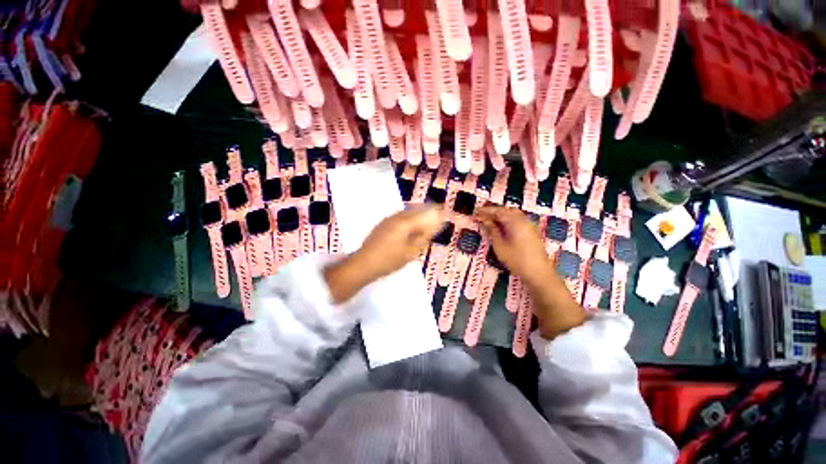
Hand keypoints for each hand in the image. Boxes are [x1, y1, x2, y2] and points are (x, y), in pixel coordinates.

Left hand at [355, 205, 444, 279]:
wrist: (364, 264)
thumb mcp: (410, 253)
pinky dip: (408, 217)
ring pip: (406, 212)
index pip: (423, 214)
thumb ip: (422, 239)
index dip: (434, 212)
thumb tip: (431, 230)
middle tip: (436, 213)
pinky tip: (410, 224)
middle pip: (414, 210)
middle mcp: (395, 217)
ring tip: (425, 218)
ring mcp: (387, 220)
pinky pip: (399, 216)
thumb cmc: (389, 260)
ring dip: (417, 213)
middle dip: (426, 210)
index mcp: (404, 223)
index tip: (443, 211)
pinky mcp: (382, 224)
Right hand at [475, 206, 553, 284]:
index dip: (485, 211)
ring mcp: (529, 225)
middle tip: (481, 215)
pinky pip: (518, 219)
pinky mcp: (531, 231)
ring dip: (501, 215)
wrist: (539, 273)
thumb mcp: (500, 246)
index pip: (497, 211)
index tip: (475, 212)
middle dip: (493, 211)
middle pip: (506, 210)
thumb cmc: (516, 260)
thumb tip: (484, 220)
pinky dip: (508, 219)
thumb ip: (492, 231)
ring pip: (513, 214)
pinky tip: (501, 226)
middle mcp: (523, 219)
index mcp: (514, 221)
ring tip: (489, 220)